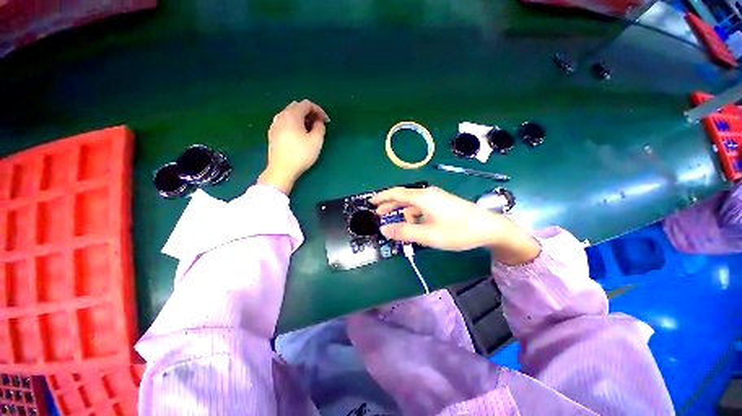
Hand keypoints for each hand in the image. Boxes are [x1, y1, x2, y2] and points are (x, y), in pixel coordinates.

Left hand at [258, 99, 329, 193]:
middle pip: (297, 107)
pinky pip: (285, 123)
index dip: (319, 110)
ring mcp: (274, 125)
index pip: (307, 104)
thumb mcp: (316, 141)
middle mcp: (281, 116)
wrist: (281, 169)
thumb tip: (319, 121)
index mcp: (292, 115)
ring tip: (310, 130)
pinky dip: (294, 124)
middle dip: (310, 113)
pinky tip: (299, 136)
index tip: (327, 121)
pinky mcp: (272, 134)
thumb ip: (320, 127)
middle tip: (319, 124)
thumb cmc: (301, 154)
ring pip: (290, 115)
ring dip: (302, 119)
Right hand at [371, 187, 540, 264]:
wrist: (489, 228)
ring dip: (404, 214)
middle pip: (403, 197)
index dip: (382, 197)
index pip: (396, 193)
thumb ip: (404, 232)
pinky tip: (416, 225)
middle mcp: (427, 194)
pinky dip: (415, 215)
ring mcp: (436, 198)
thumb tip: (384, 230)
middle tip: (379, 214)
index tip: (371, 201)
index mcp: (422, 198)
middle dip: (390, 206)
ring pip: (413, 204)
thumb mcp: (428, 235)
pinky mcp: (442, 203)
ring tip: (399, 226)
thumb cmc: (457, 231)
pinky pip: (422, 207)